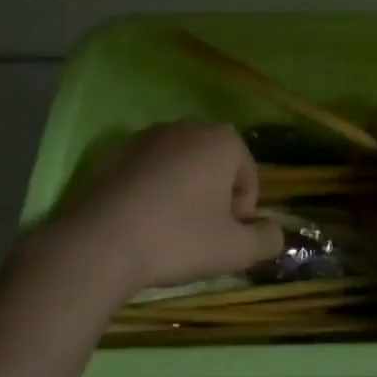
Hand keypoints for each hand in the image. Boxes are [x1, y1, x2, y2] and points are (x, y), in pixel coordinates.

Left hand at [51, 120, 284, 297]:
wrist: (100, 240)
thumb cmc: (177, 238)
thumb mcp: (234, 250)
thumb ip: (266, 240)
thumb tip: (276, 233)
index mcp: (222, 140)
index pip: (248, 175)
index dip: (242, 212)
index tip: (226, 239)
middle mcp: (188, 126)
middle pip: (215, 165)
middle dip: (214, 197)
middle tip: (201, 236)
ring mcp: (149, 134)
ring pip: (181, 165)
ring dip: (183, 192)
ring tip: (169, 231)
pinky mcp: (117, 149)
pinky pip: (148, 169)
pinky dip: (152, 190)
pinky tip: (141, 222)